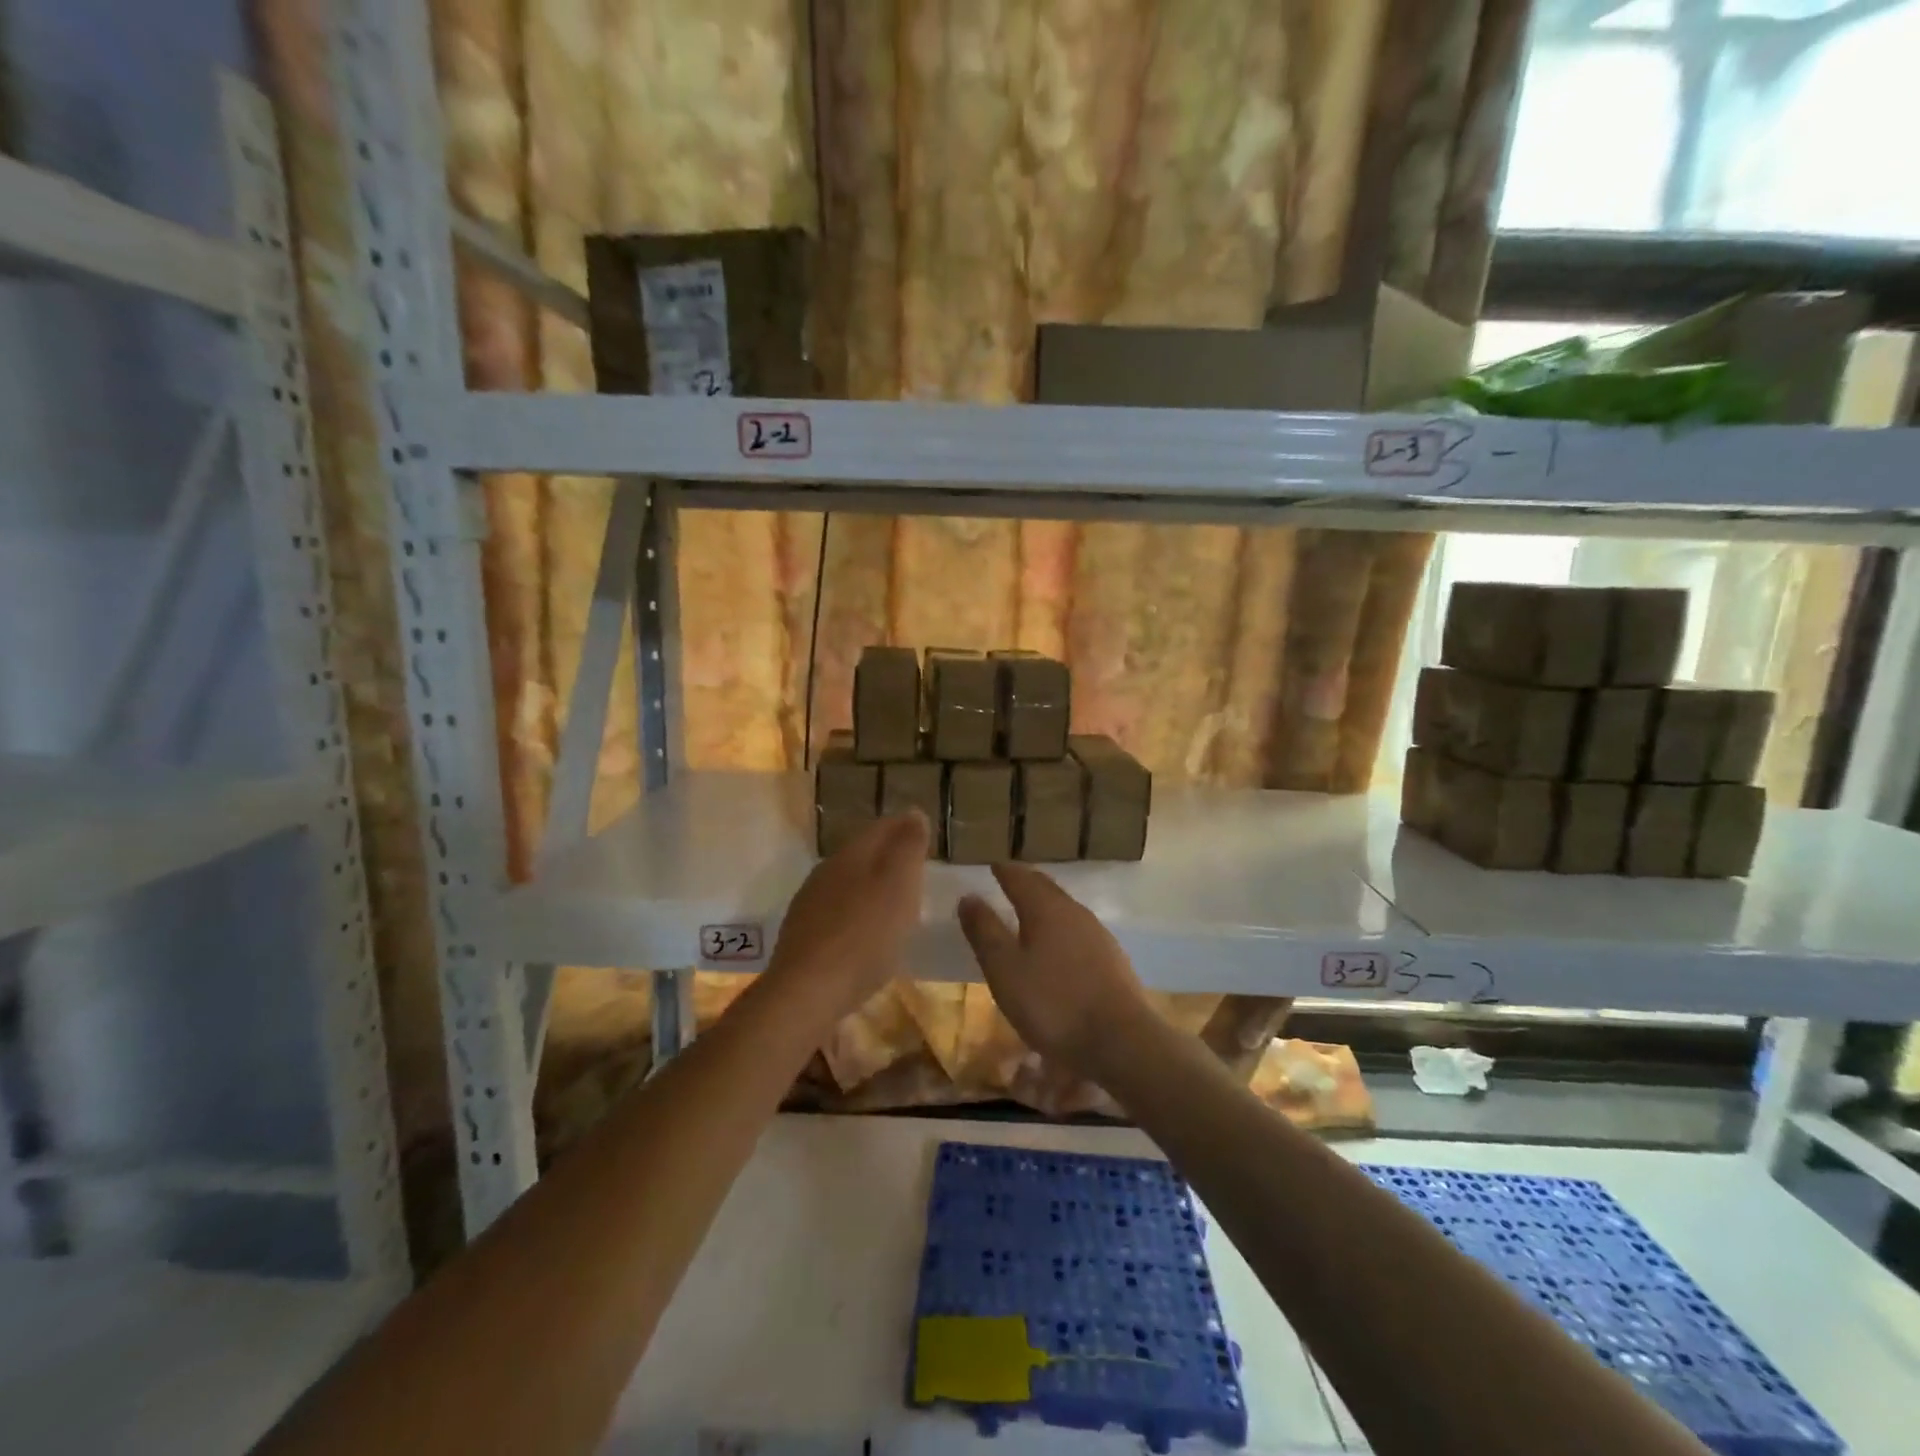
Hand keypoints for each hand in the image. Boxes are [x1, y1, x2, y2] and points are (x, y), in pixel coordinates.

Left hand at [768, 812, 927, 1016]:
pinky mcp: (803, 936)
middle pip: (862, 853)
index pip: (881, 827)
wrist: (807, 992)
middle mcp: (826, 871)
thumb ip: (908, 848)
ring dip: (871, 886)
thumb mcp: (899, 886)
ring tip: (896, 901)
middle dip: (889, 856)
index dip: (905, 827)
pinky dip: (857, 914)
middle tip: (916, 867)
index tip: (926, 833)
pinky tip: (866, 933)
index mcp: (851, 854)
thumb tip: (913, 813)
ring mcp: (810, 903)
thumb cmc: (864, 936)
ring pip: (847, 882)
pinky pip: (837, 912)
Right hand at [957, 864, 1150, 1079]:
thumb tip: (969, 896)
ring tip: (1028, 913)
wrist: (1120, 1041)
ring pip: (1065, 910)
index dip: (1004, 871)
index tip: (992, 866)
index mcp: (1046, 908)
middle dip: (1026, 883)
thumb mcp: (1005, 970)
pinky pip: (1079, 932)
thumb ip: (985, 932)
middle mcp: (1075, 912)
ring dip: (1045, 906)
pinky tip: (1058, 948)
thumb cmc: (1053, 1004)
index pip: (1021, 878)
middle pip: (1046, 889)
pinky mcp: (1112, 960)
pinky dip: (1061, 929)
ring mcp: (1098, 935)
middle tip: (1009, 881)